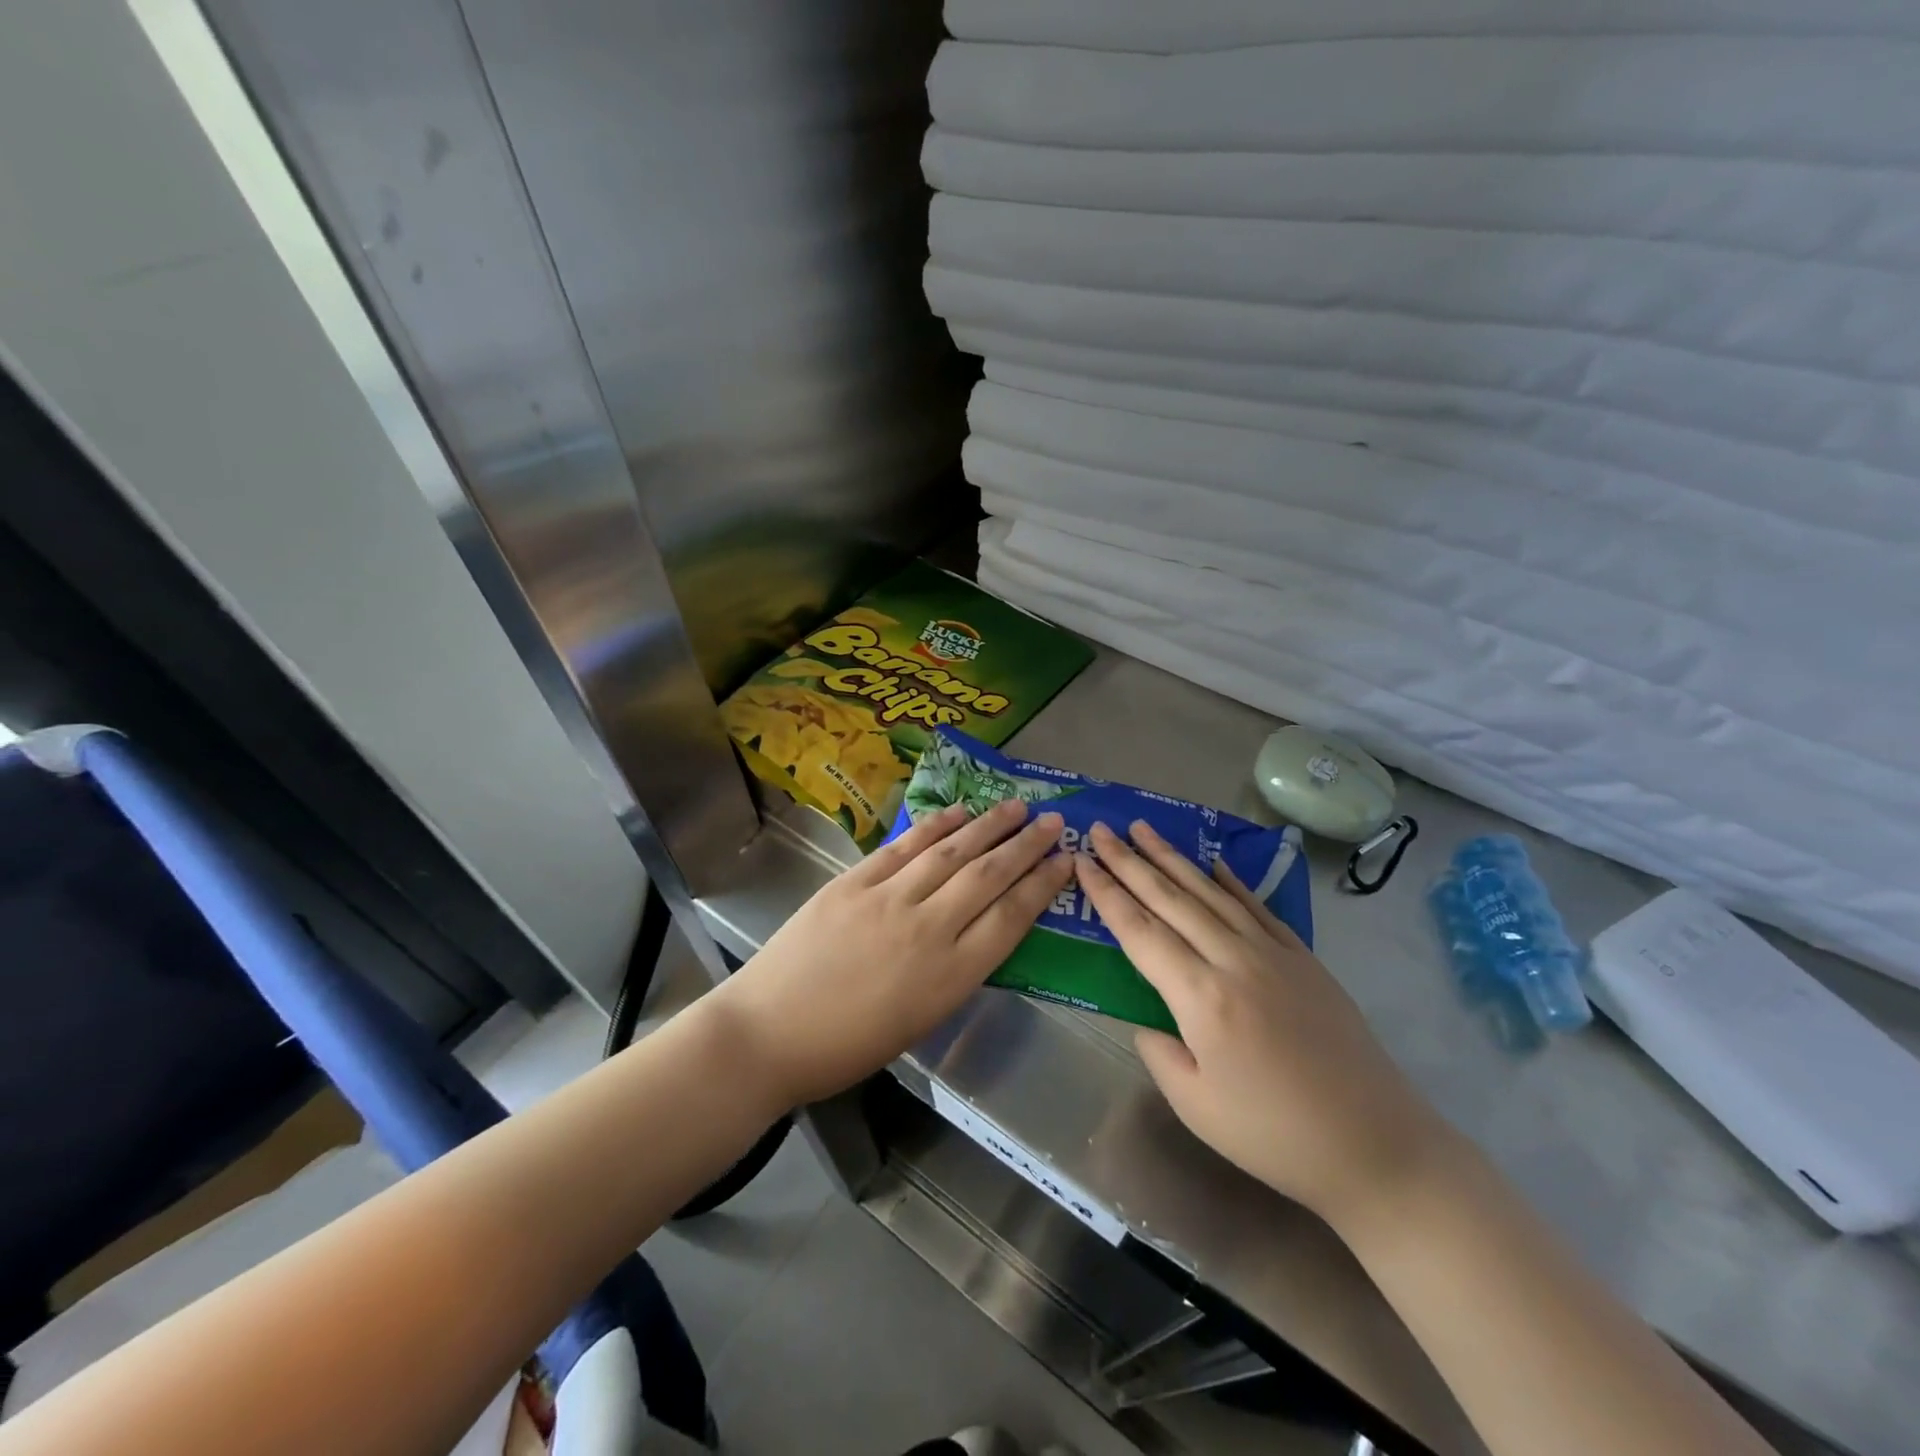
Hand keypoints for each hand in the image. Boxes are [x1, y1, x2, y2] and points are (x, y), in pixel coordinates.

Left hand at [711, 799, 1074, 1107]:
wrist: (767, 1033)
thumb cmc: (846, 1046)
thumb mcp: (920, 1021)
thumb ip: (955, 971)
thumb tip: (977, 929)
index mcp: (950, 976)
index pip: (1011, 917)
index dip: (1043, 884)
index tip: (1065, 860)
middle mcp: (928, 929)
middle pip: (989, 875)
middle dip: (1026, 845)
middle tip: (1053, 821)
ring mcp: (888, 899)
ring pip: (951, 853)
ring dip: (988, 826)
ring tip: (1015, 807)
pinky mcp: (853, 882)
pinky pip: (904, 848)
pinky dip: (934, 826)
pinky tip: (958, 812)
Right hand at [1077, 821, 1451, 1226]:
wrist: (1376, 1145)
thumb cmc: (1275, 1135)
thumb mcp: (1195, 1106)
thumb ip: (1158, 1051)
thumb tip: (1147, 1017)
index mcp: (1201, 997)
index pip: (1140, 931)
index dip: (1107, 894)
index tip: (1083, 861)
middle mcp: (1233, 960)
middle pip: (1170, 899)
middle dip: (1130, 861)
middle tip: (1101, 829)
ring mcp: (1272, 953)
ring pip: (1210, 893)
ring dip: (1172, 858)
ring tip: (1144, 829)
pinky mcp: (1303, 958)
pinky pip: (1256, 907)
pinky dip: (1230, 881)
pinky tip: (1212, 863)